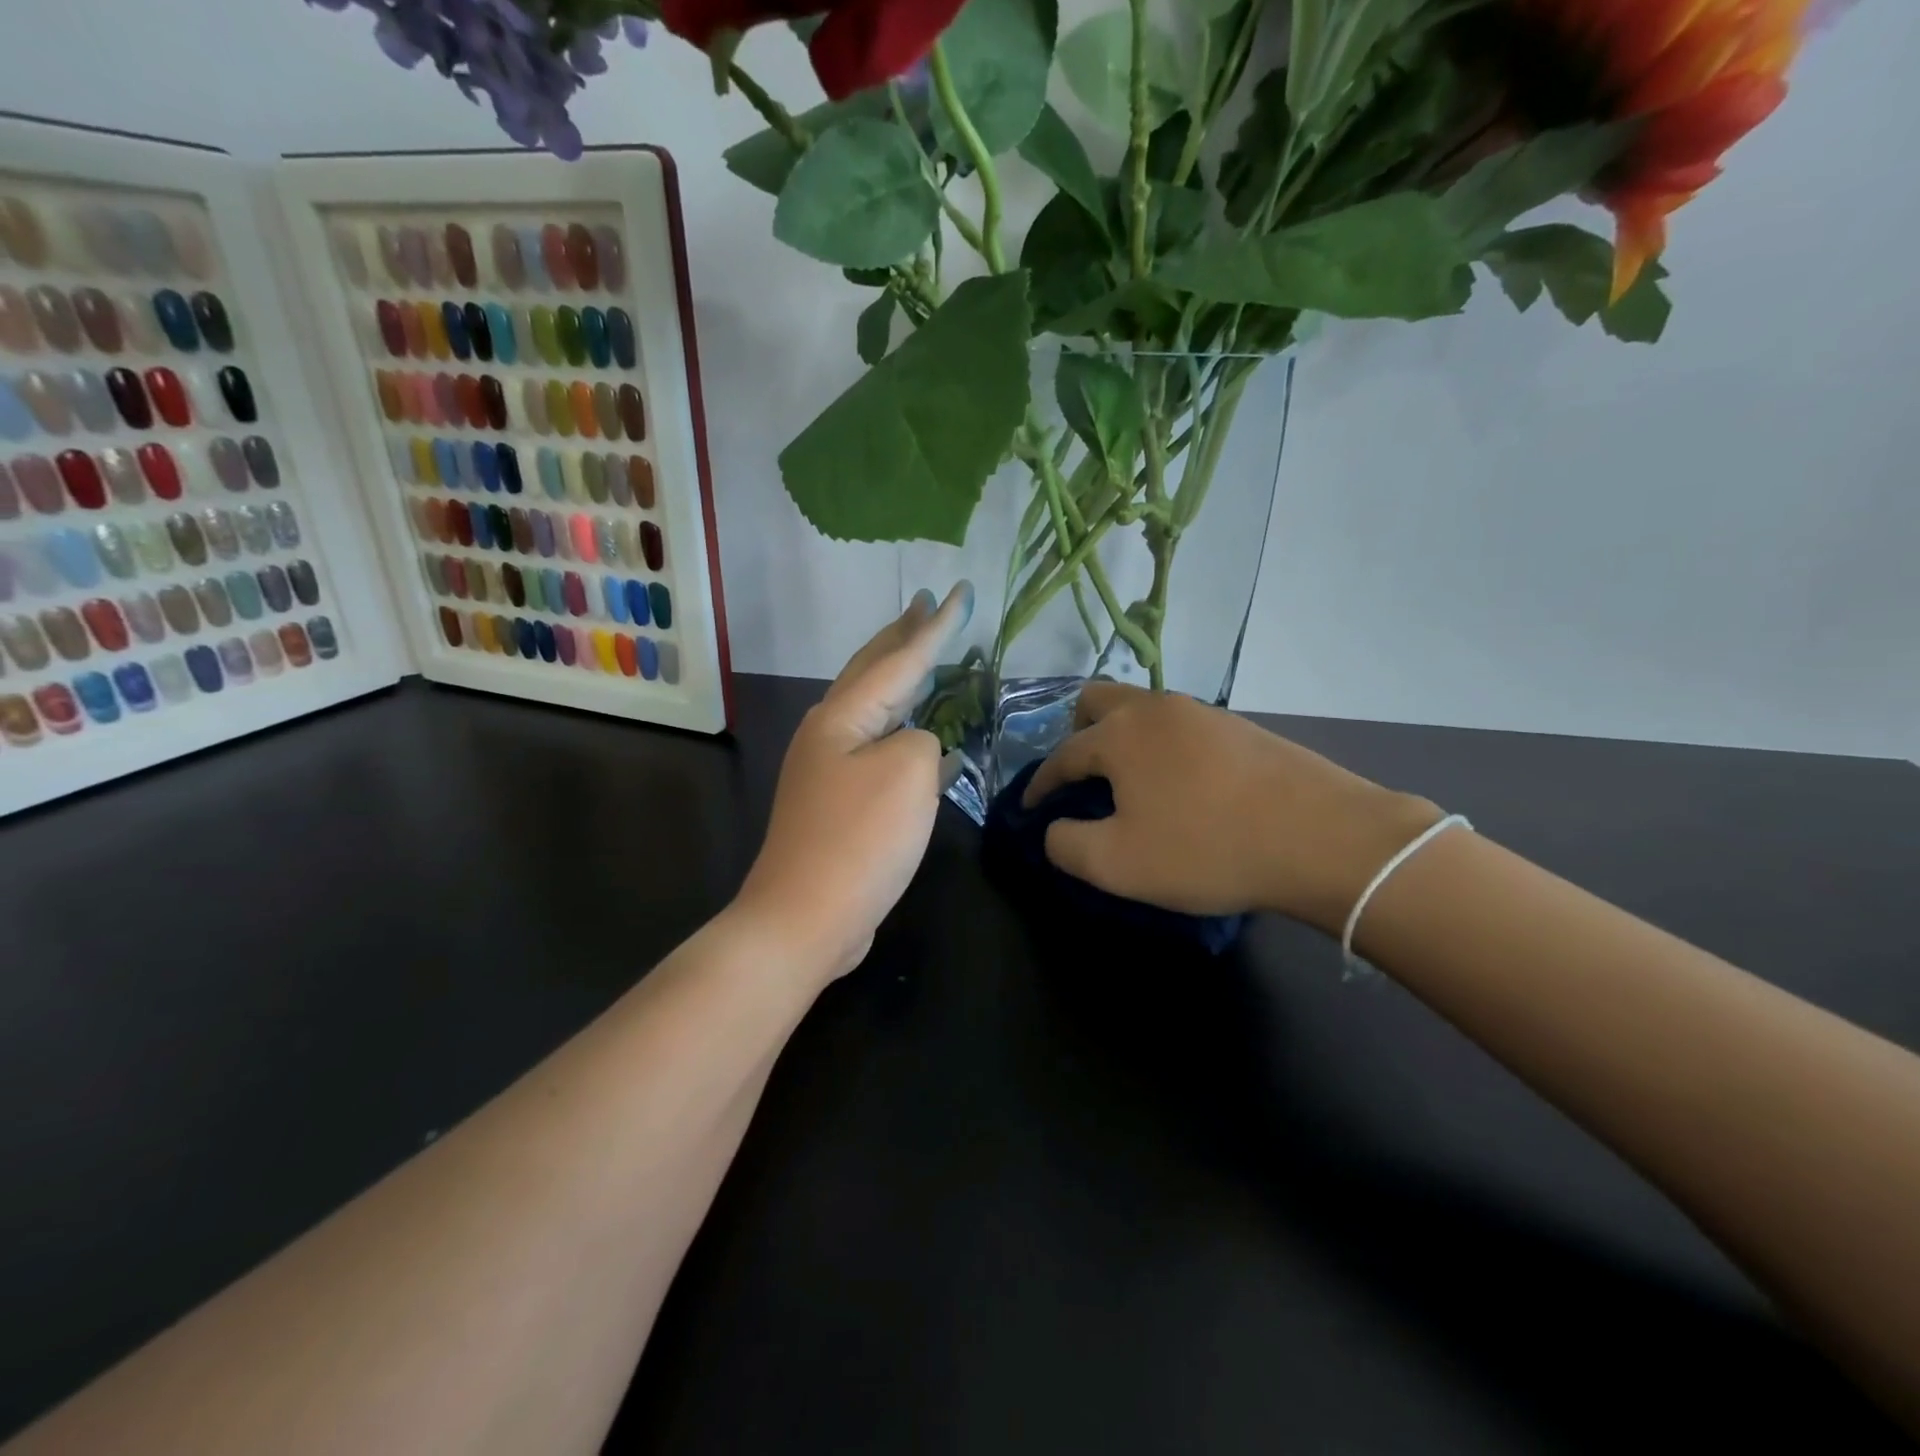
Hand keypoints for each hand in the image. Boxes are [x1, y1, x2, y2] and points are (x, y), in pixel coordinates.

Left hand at [736, 583, 972, 978]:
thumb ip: (922, 740)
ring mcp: (830, 770)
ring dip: (901, 681)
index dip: (935, 625)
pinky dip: (904, 733)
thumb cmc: (859, 838)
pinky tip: (925, 738)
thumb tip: (917, 748)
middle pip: (873, 672)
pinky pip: (879, 750)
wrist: (806, 917)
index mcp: (843, 715)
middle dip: (902, 636)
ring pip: (875, 710)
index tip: (958, 591)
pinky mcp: (840, 805)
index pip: (900, 657)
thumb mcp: (908, 773)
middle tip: (925, 604)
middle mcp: (830, 733)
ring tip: (923, 656)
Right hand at [1024, 683, 1441, 932]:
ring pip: (1142, 711)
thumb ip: (1065, 845)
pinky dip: (1162, 748)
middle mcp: (1156, 708)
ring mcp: (1204, 712)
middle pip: (1097, 701)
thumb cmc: (1206, 849)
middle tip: (1080, 778)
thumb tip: (1055, 828)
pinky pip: (1181, 727)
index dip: (1040, 785)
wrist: (1324, 838)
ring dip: (1122, 740)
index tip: (1030, 809)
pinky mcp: (1241, 727)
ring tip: (1130, 785)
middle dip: (1076, 735)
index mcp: (1119, 734)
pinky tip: (1181, 786)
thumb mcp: (1117, 864)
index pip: (1061, 755)